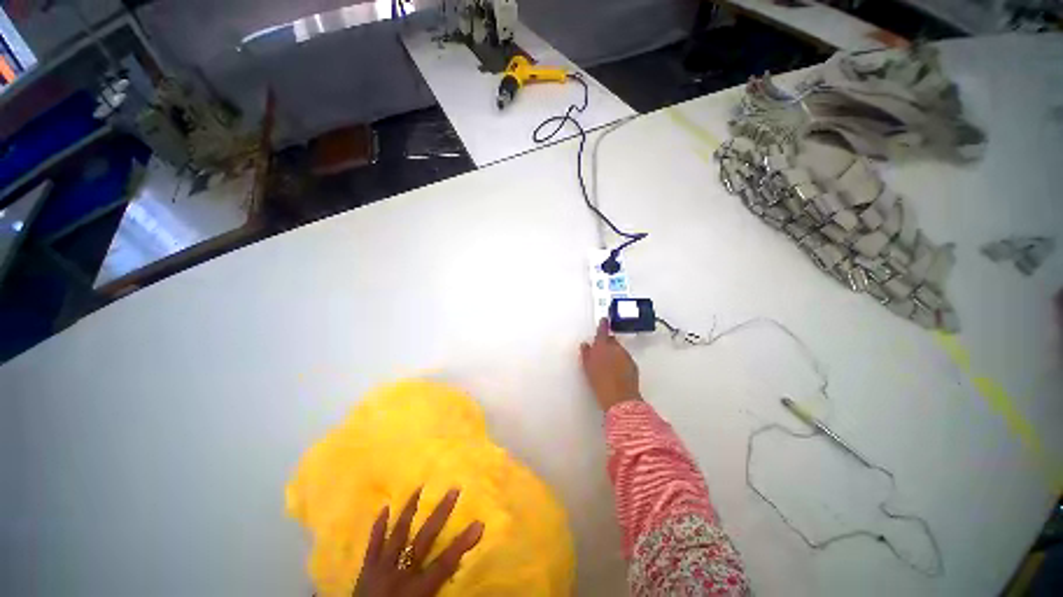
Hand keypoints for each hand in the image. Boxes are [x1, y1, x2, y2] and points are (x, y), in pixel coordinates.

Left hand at [354, 488, 483, 596]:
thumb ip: (438, 592)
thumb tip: (458, 572)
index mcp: (416, 590)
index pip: (444, 564)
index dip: (462, 544)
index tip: (479, 523)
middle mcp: (400, 574)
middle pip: (424, 539)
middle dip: (440, 513)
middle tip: (454, 489)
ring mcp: (381, 568)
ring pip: (398, 534)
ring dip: (410, 510)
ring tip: (420, 487)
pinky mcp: (366, 569)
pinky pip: (372, 544)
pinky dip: (378, 526)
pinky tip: (385, 507)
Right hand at [579, 318, 641, 410]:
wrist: (619, 398)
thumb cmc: (600, 383)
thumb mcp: (588, 367)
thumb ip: (586, 353)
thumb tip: (585, 345)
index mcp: (602, 346)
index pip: (602, 331)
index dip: (603, 325)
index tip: (604, 319)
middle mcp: (616, 348)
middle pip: (611, 340)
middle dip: (607, 342)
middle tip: (601, 350)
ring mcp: (626, 356)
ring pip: (619, 349)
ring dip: (614, 352)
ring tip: (608, 364)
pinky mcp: (633, 365)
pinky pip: (625, 358)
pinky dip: (620, 361)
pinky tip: (616, 370)